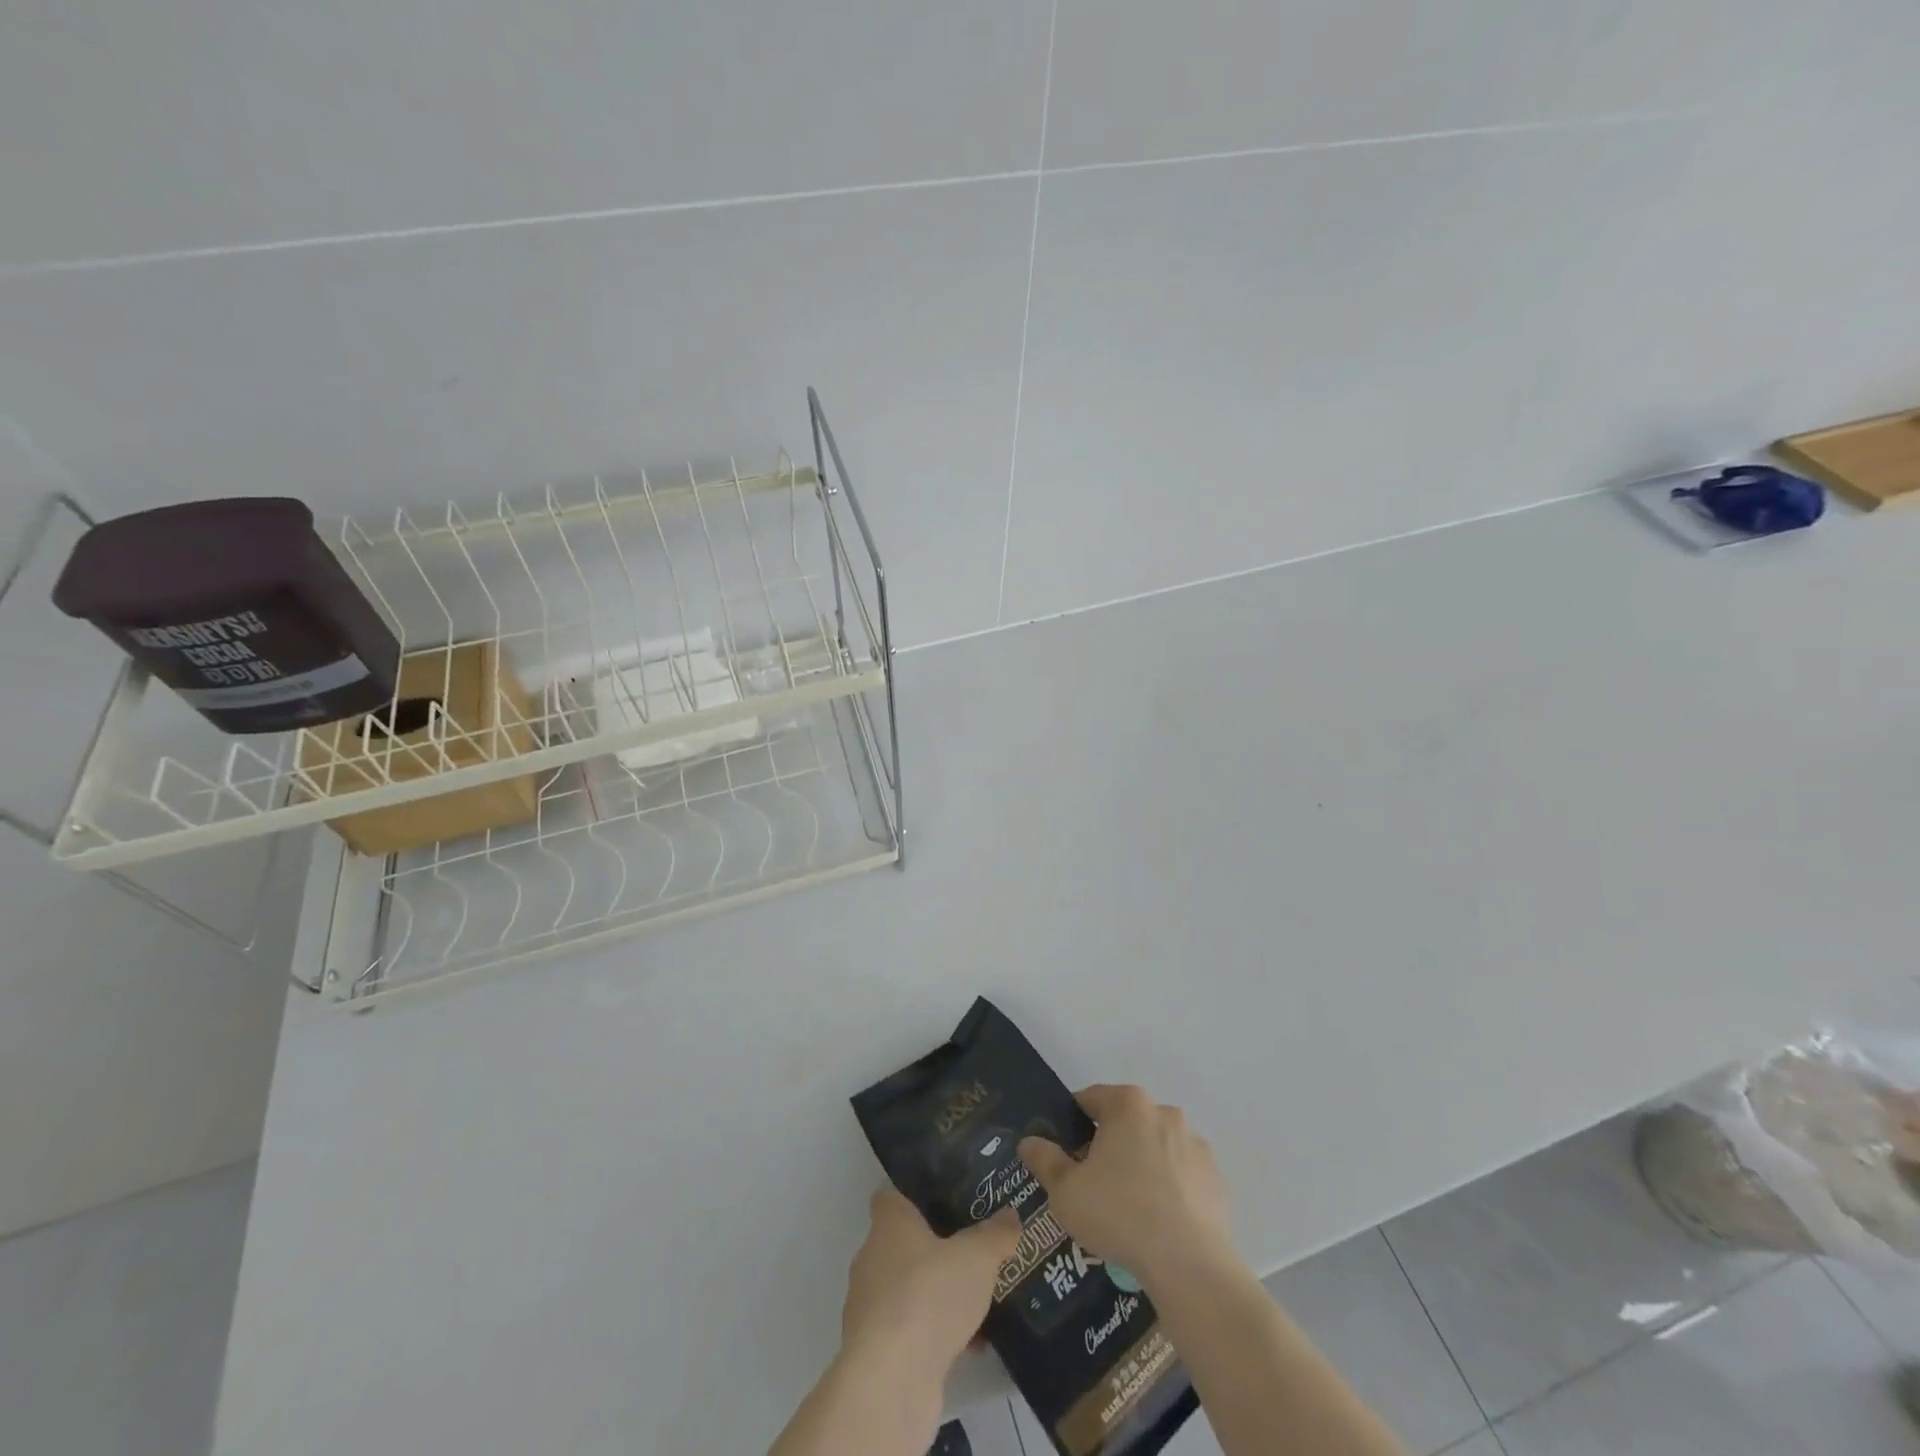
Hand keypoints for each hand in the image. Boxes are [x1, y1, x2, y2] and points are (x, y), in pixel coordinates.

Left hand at [839, 1189, 1021, 1388]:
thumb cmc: (929, 1295)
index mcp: (888, 1224)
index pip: (892, 1196)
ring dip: (939, 1296)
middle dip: (936, 1250)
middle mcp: (872, 1258)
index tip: (946, 1201)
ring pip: (910, 1289)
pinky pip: (912, 1329)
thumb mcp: (978, 1257)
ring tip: (979, 1300)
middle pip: (905, 1244)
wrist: (892, 1381)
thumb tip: (1010, 1216)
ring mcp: (871, 1307)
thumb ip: (996, 1234)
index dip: (916, 1196)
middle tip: (973, 1251)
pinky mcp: (878, 1350)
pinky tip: (972, 1345)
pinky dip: (937, 1333)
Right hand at [1017, 1084, 1234, 1289]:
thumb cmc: (1119, 1214)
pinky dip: (1170, 1190)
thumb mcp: (1066, 1191)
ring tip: (1129, 1211)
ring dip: (1142, 1166)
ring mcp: (1196, 1145)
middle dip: (1109, 1146)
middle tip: (1094, 1186)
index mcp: (1127, 1104)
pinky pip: (1183, 1176)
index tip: (1066, 1156)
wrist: (1190, 1265)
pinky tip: (1159, 1224)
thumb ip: (1045, 1160)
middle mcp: (1164, 1112)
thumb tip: (1029, 1142)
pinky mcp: (1216, 1179)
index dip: (1073, 1125)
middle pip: (1125, 1122)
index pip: (1090, 1100)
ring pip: (1156, 1148)